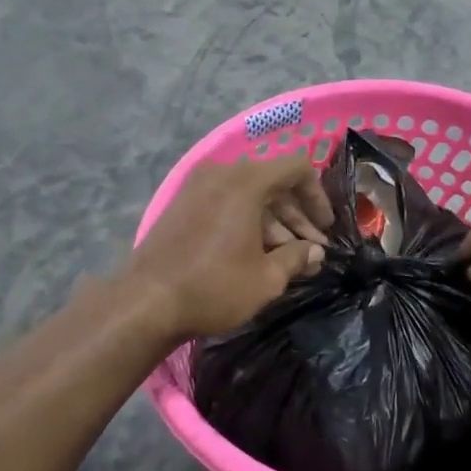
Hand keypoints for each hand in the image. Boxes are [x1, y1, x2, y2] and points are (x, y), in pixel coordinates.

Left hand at [127, 155, 332, 339]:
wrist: (145, 302)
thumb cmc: (214, 287)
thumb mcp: (266, 278)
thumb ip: (296, 257)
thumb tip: (314, 251)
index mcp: (246, 181)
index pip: (297, 168)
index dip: (318, 196)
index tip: (325, 229)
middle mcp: (221, 173)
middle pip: (273, 181)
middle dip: (296, 214)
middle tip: (311, 249)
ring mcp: (197, 187)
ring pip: (248, 193)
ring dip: (273, 220)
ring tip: (287, 257)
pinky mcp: (181, 204)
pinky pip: (225, 201)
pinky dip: (246, 220)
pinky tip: (255, 253)